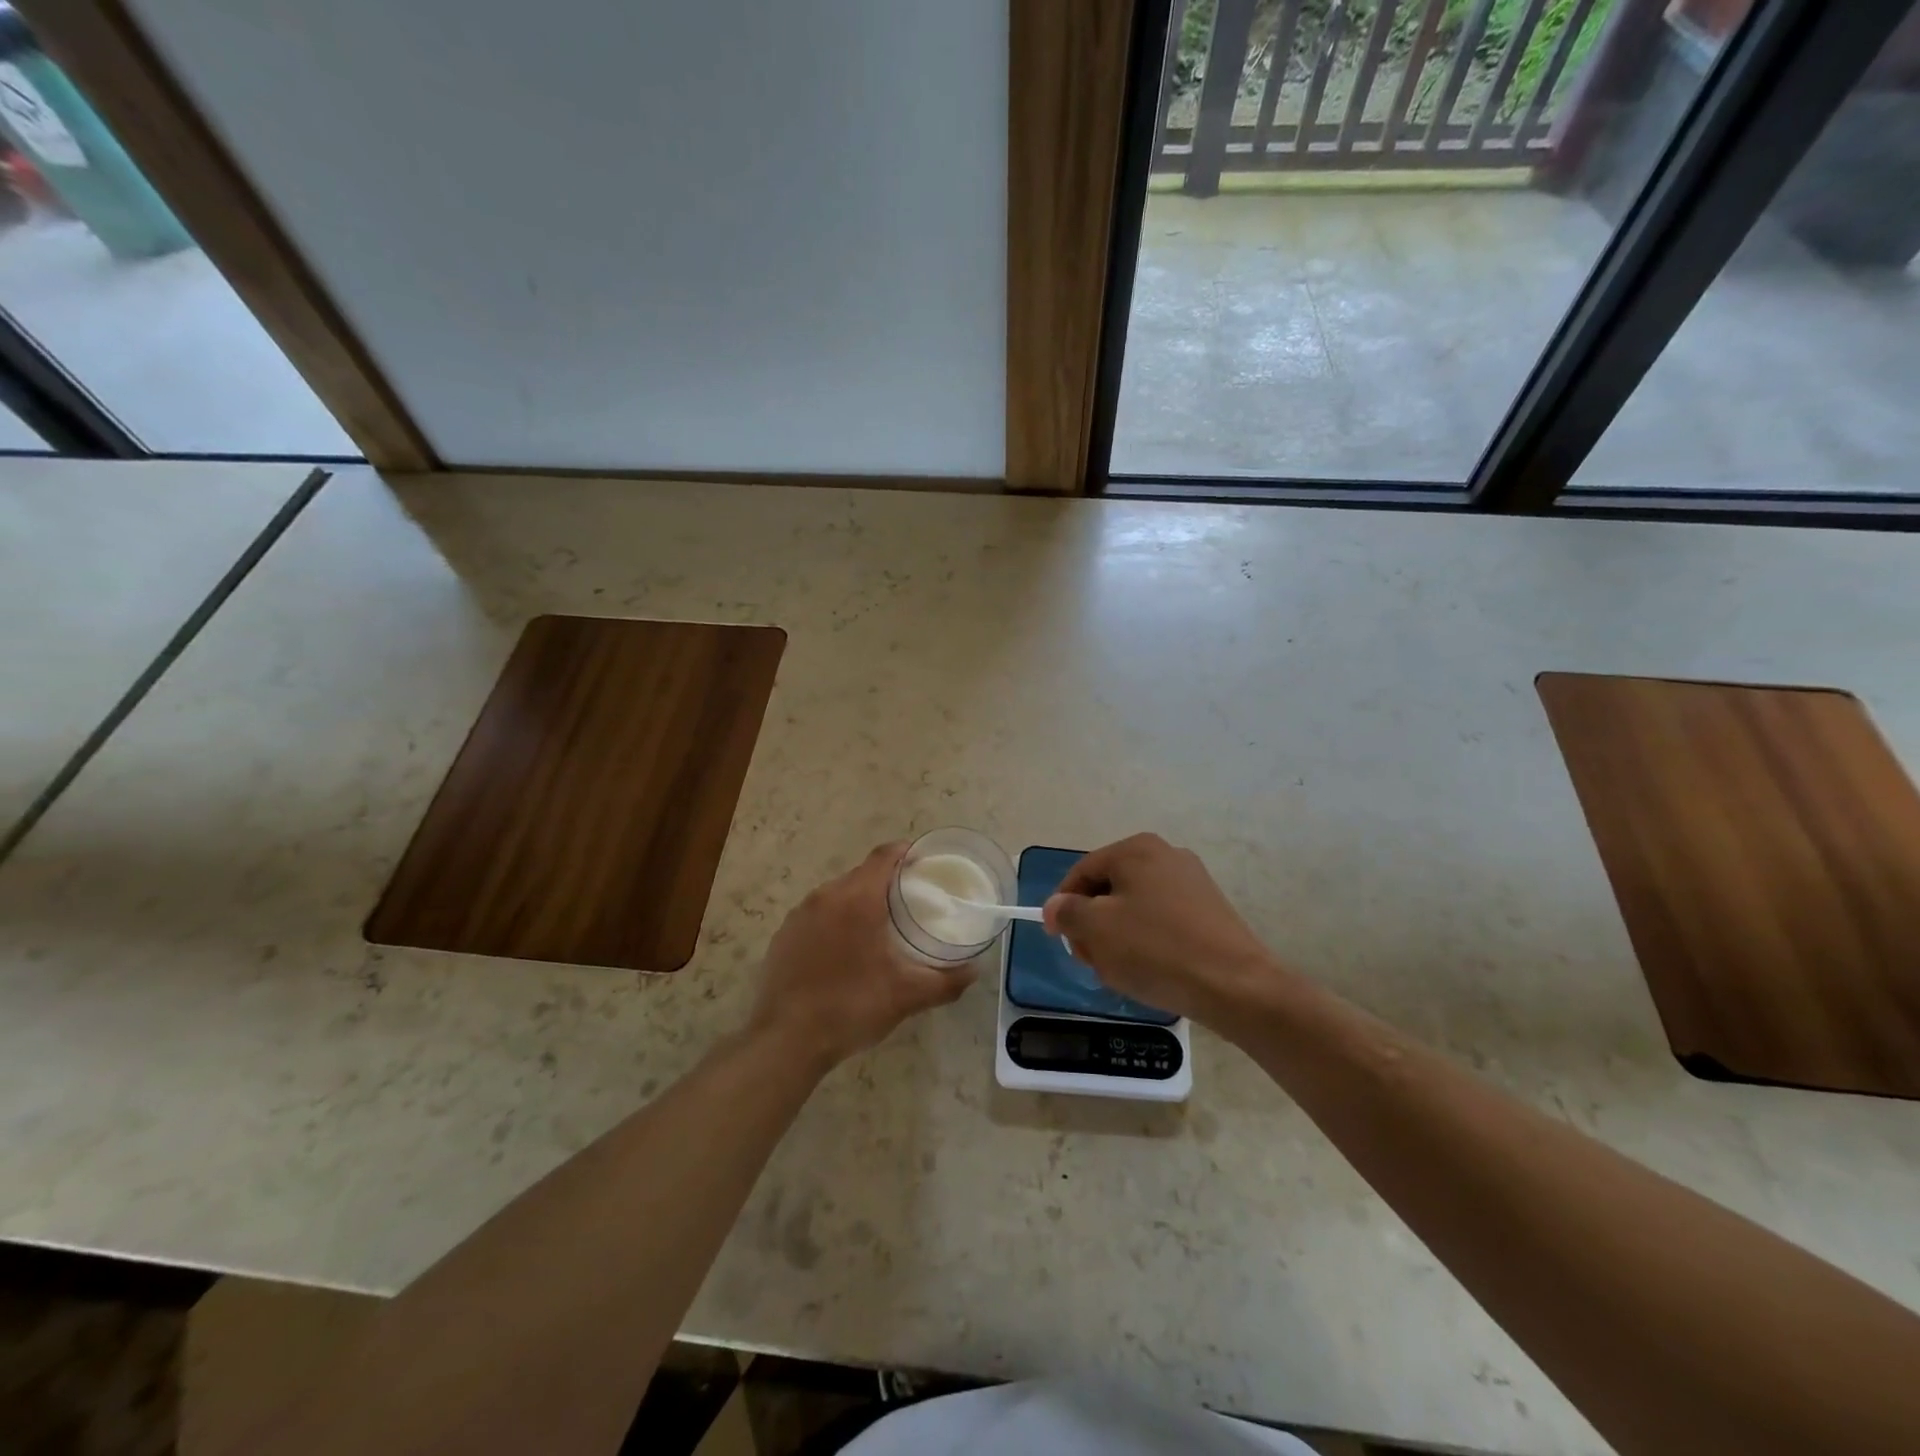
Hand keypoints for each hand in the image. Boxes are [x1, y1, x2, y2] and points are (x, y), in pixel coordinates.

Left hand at [750, 842, 973, 1069]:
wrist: (786, 1040)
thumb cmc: (852, 1007)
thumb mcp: (907, 996)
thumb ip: (947, 980)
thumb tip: (975, 971)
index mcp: (858, 898)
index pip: (885, 856)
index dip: (906, 853)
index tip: (924, 863)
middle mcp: (826, 896)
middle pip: (862, 874)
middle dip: (886, 881)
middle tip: (909, 901)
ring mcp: (800, 915)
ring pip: (837, 894)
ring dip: (859, 902)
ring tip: (878, 927)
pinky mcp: (784, 935)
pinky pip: (816, 915)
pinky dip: (834, 922)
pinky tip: (843, 951)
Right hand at [1042, 833, 1287, 1025]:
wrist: (1235, 985)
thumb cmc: (1156, 949)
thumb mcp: (1097, 929)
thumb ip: (1067, 912)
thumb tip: (1055, 906)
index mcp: (1136, 849)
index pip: (1083, 871)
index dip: (1063, 904)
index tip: (1059, 938)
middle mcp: (1165, 854)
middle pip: (1109, 888)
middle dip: (1092, 924)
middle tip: (1090, 960)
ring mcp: (1192, 881)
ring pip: (1135, 907)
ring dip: (1117, 936)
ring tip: (1119, 971)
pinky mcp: (1209, 910)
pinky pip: (1162, 920)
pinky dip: (1147, 941)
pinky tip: (1149, 971)